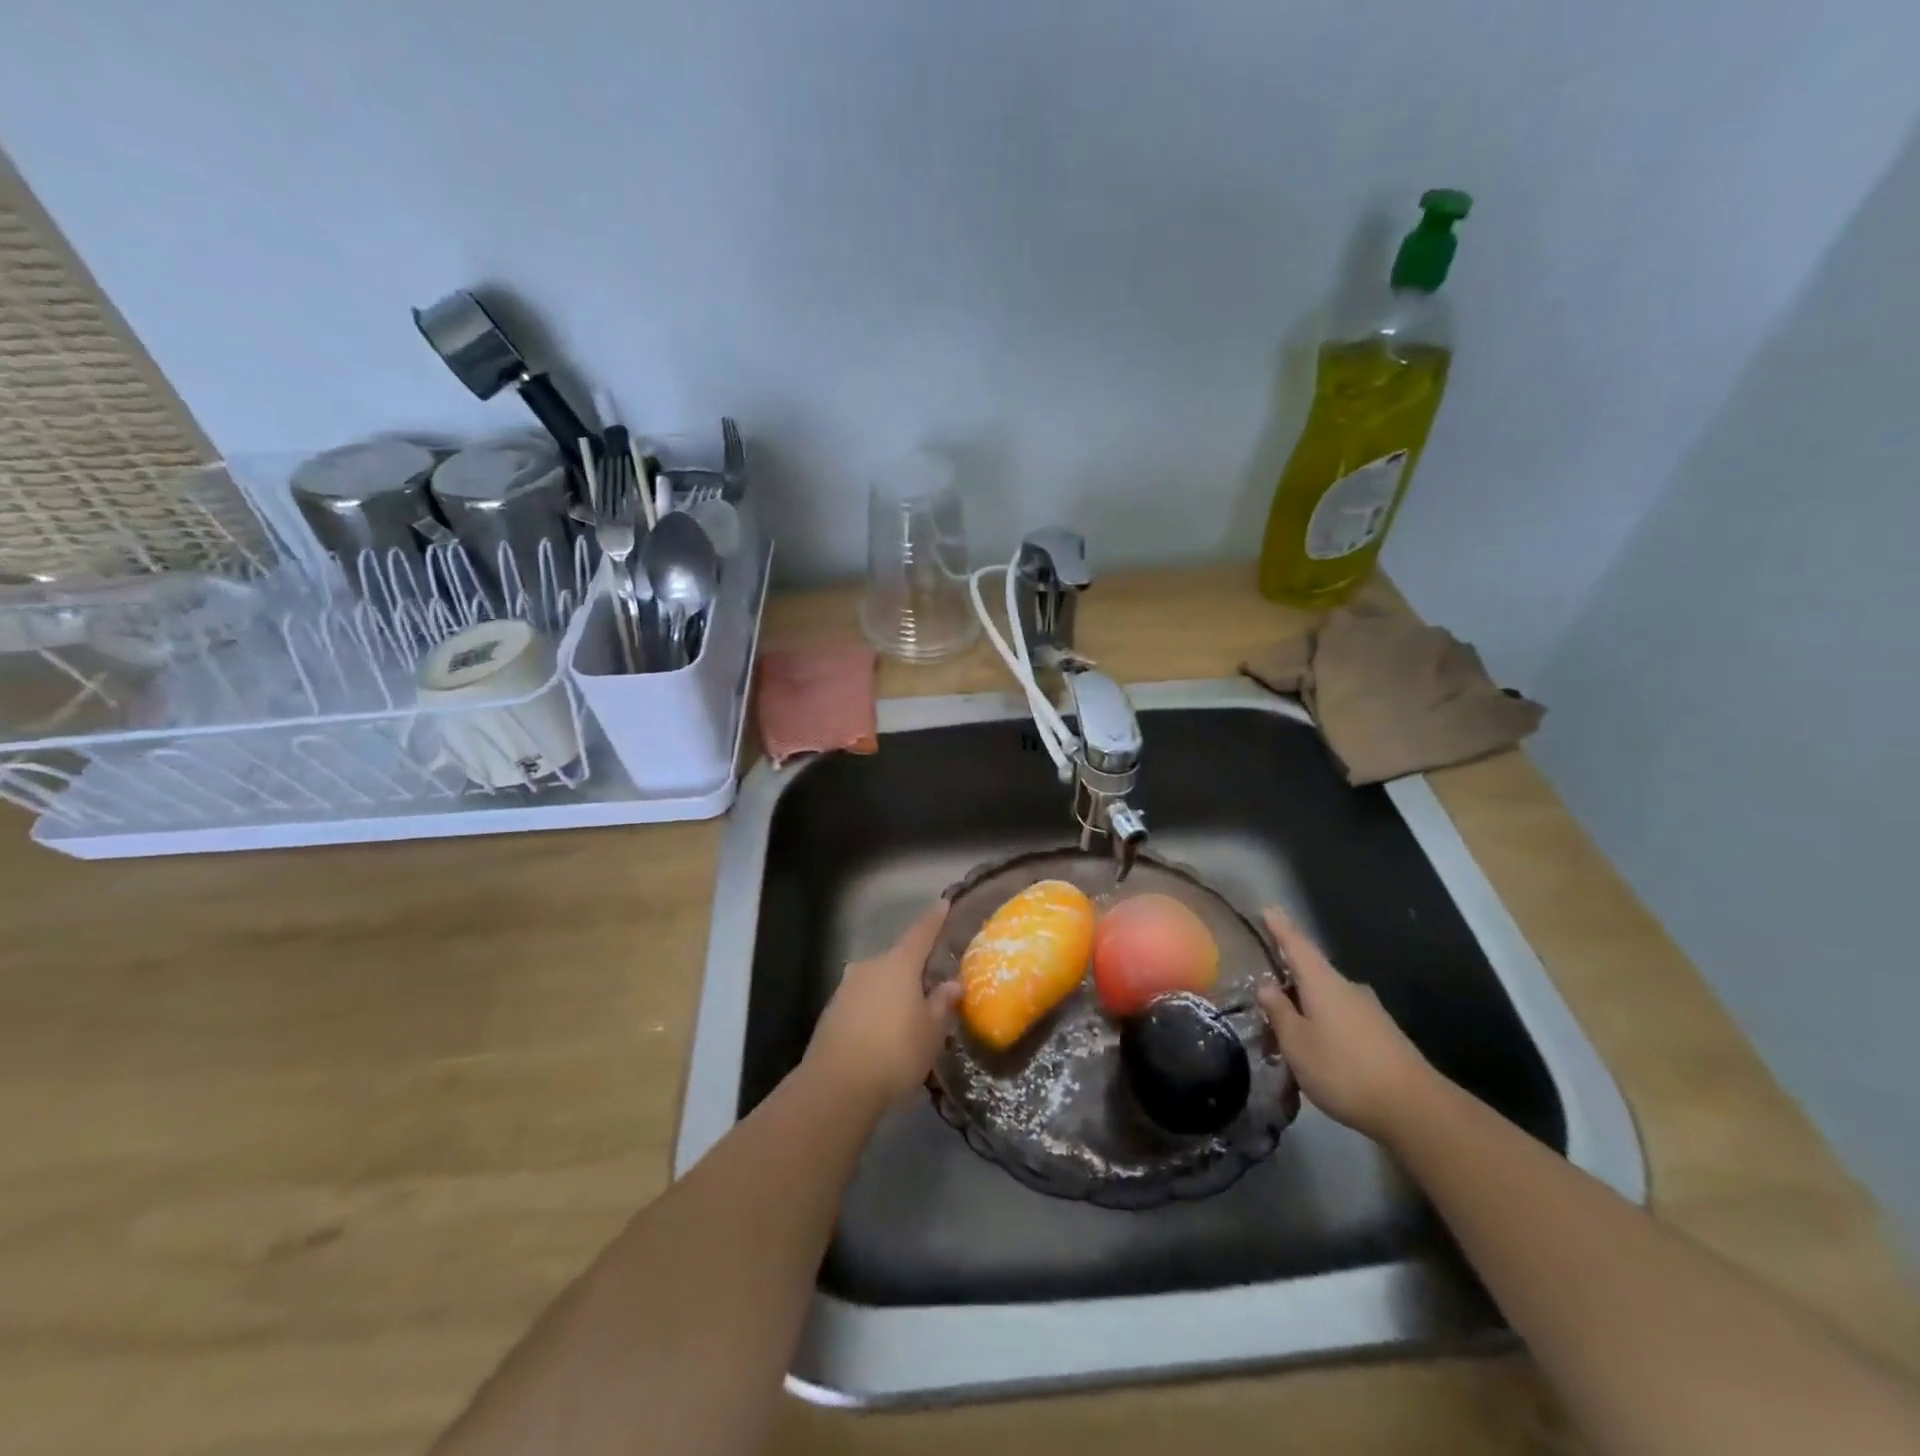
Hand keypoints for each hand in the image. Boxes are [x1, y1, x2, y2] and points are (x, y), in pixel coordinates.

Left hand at [805, 900, 962, 1111]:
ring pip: (878, 981)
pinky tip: (884, 1031)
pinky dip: (876, 1008)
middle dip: (914, 969)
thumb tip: (952, 984)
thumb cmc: (895, 1052)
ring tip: (909, 1013)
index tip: (943, 904)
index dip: (934, 919)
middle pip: (898, 959)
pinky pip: (863, 1000)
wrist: (836, 1085)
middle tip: (931, 984)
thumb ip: (942, 1003)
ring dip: (893, 991)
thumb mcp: (931, 1032)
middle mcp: (870, 966)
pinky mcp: (832, 1010)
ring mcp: (847, 987)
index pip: (921, 933)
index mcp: (898, 964)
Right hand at [1258, 907, 1435, 1142]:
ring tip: (1289, 1027)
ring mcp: (1369, 1011)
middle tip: (1266, 988)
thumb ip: (1279, 1012)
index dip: (1280, 927)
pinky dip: (1325, 1024)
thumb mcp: (1297, 1043)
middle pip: (1313, 972)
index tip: (1267, 908)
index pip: (1297, 945)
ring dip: (1308, 1005)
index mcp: (1323, 983)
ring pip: (1329, 998)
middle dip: (1290, 976)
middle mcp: (1347, 988)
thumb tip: (1266, 985)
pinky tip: (1318, 1047)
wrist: (1415, 1109)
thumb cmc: (1343, 1069)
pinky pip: (1343, 1018)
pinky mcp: (1383, 1035)